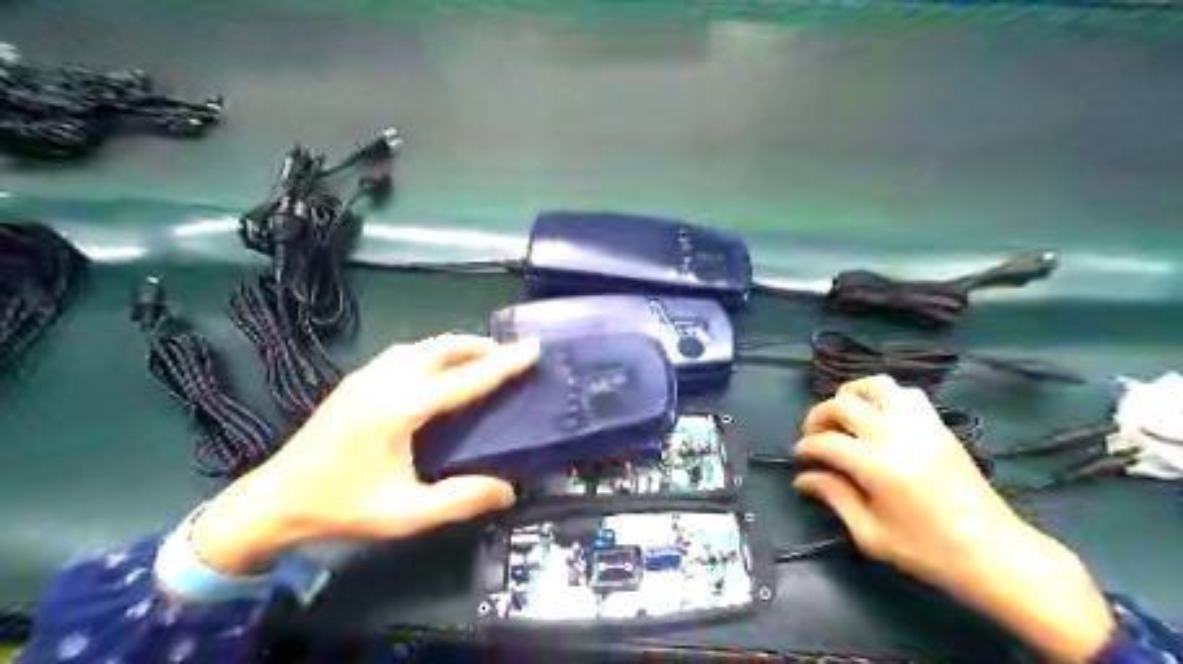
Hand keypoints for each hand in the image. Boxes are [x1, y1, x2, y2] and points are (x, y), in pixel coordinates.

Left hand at [188, 338, 539, 575]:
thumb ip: (460, 500)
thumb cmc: (342, 507)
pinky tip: (436, 371)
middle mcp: (384, 382)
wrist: (273, 502)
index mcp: (400, 408)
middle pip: (441, 348)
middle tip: (507, 355)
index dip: (503, 364)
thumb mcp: (405, 514)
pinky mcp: (355, 382)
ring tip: (478, 359)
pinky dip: (431, 353)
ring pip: (420, 347)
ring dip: (453, 347)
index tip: (532, 348)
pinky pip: (403, 355)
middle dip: (478, 346)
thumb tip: (508, 490)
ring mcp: (366, 377)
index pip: (464, 379)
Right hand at [800, 376, 1115, 660]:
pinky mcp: (938, 424)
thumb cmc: (927, 551)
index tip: (800, 459)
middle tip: (815, 437)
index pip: (825, 442)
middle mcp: (895, 435)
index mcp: (876, 466)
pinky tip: (878, 416)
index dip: (805, 448)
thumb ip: (834, 497)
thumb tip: (803, 478)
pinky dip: (884, 396)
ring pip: (875, 386)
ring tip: (843, 416)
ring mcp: (920, 424)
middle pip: (842, 405)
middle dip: (818, 417)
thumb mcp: (870, 534)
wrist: (994, 552)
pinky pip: (906, 393)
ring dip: (851, 395)